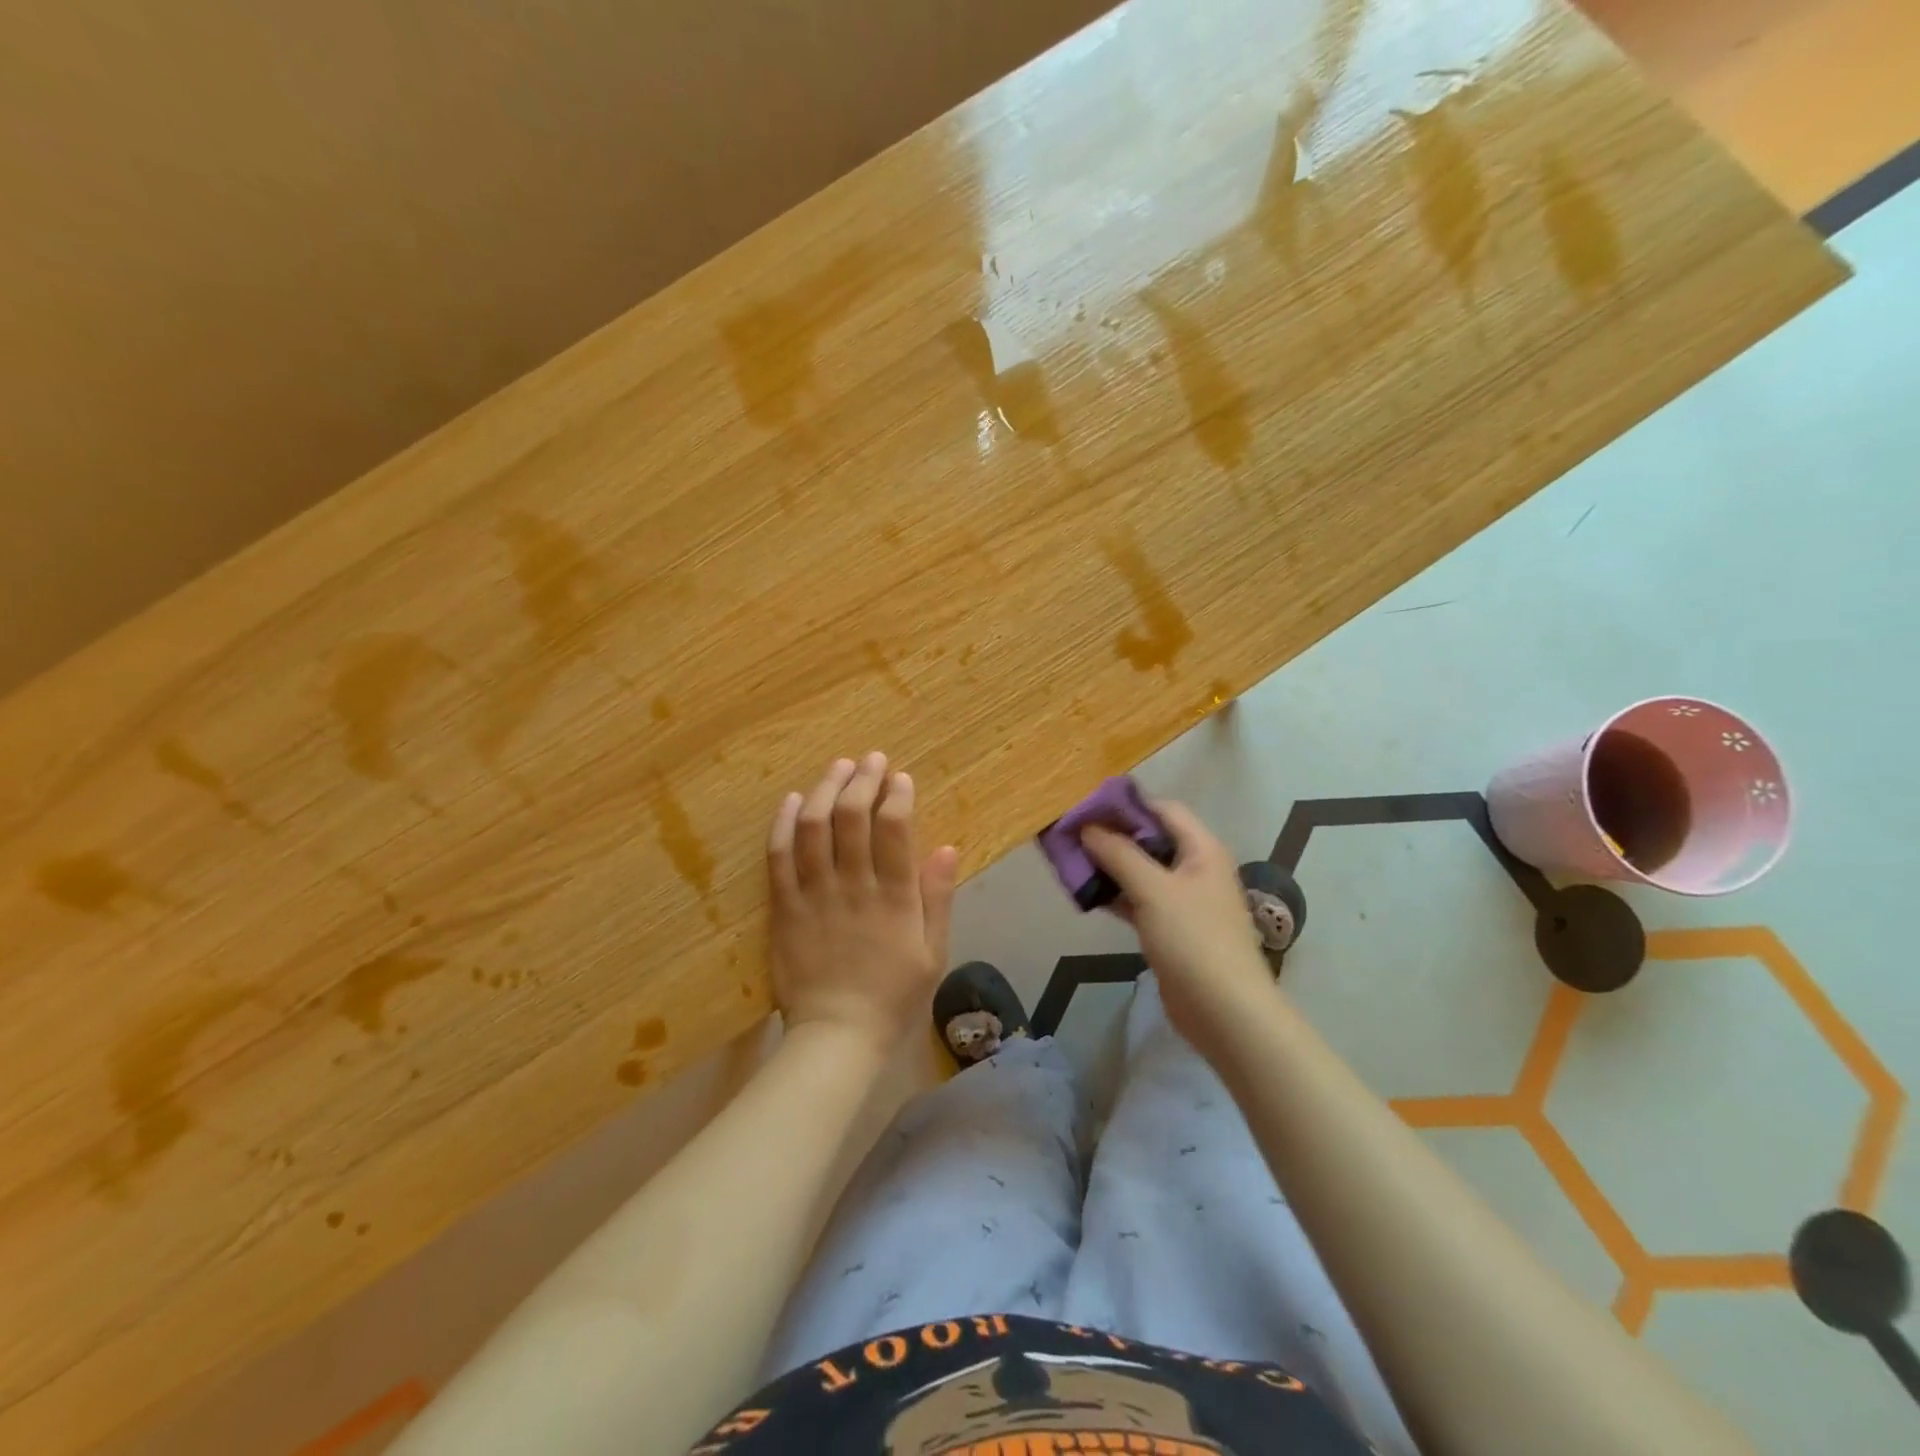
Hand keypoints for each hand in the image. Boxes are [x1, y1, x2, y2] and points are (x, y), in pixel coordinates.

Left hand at [767, 753, 958, 1057]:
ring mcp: (813, 895)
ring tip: (837, 767)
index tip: (900, 777)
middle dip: (862, 780)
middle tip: (870, 759)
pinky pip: (779, 858)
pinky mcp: (783, 908)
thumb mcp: (933, 953)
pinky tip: (794, 800)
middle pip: (853, 819)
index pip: (894, 830)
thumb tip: (947, 847)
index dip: (897, 796)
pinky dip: (784, 824)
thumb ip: (938, 898)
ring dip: (826, 790)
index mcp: (894, 898)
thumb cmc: (893, 997)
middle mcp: (852, 887)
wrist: (836, 1037)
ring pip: (814, 829)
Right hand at [1082, 800, 1270, 1058]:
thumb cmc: (1193, 939)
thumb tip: (1088, 826)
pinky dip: (1116, 895)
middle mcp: (1196, 868)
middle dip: (1113, 835)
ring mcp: (1185, 901)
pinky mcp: (1172, 929)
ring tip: (1071, 860)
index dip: (1127, 804)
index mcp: (1202, 849)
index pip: (1163, 809)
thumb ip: (1119, 854)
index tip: (1087, 805)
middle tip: (1072, 833)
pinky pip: (1140, 900)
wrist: (1224, 1011)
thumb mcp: (1153, 890)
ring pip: (1142, 871)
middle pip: (1151, 839)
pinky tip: (1087, 895)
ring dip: (1110, 866)